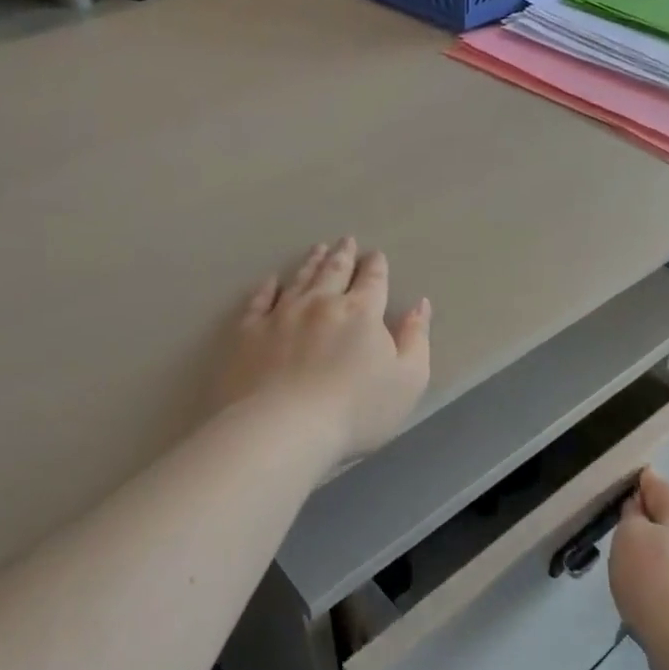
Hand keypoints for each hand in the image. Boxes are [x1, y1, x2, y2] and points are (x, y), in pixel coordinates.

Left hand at [216, 239, 430, 462]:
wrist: (283, 429)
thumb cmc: (355, 410)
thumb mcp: (408, 379)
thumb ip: (416, 339)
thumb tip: (420, 305)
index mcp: (362, 312)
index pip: (372, 281)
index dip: (376, 266)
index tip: (376, 255)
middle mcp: (321, 303)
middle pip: (334, 272)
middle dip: (343, 255)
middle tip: (345, 240)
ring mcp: (281, 314)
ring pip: (300, 279)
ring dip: (311, 263)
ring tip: (318, 249)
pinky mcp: (248, 332)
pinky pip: (259, 301)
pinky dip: (268, 288)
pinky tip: (272, 281)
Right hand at [608, 469, 668, 658]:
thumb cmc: (654, 580)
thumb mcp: (629, 537)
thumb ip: (632, 516)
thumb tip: (640, 508)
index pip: (660, 486)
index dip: (641, 483)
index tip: (625, 485)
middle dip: (650, 521)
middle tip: (622, 530)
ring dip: (658, 553)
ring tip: (632, 566)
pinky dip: (665, 578)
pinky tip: (649, 594)